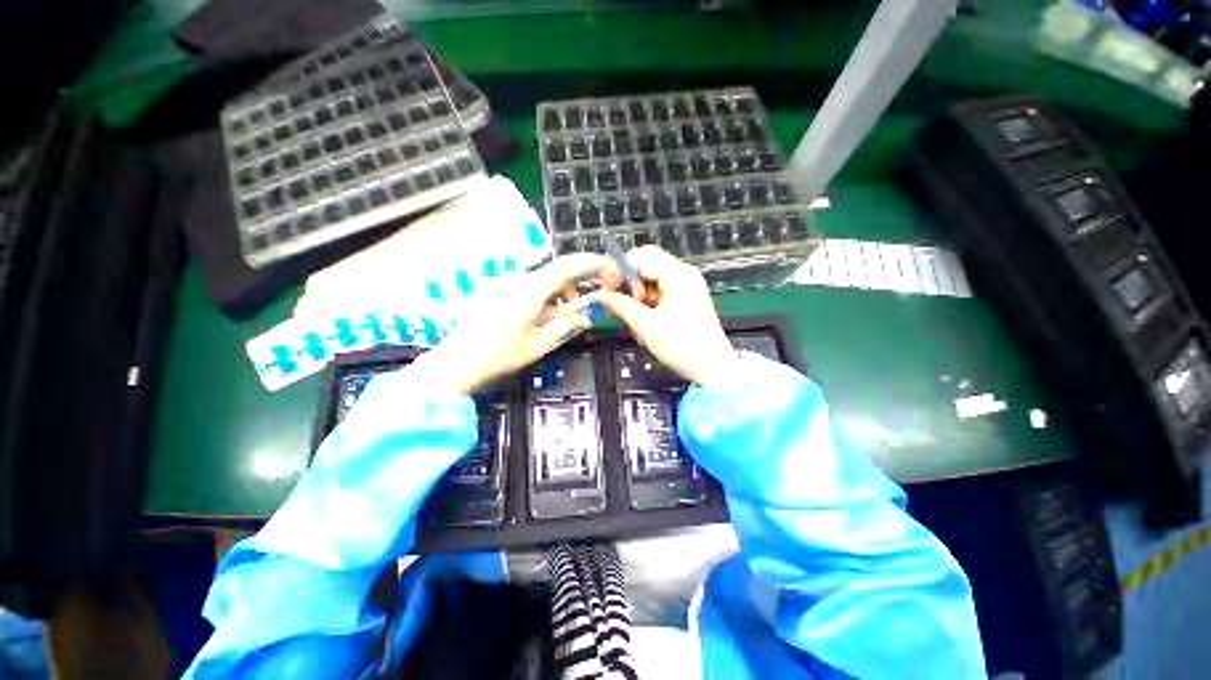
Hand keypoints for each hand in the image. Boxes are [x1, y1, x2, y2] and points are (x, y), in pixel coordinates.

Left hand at [413, 253, 609, 393]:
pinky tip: (537, 315)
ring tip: (556, 317)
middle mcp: (517, 279)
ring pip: (541, 279)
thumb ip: (564, 326)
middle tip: (577, 307)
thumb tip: (585, 319)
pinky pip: (527, 284)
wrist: (457, 360)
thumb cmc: (500, 354)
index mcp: (530, 291)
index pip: (566, 267)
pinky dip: (541, 296)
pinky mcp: (497, 288)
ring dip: (556, 293)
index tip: (607, 267)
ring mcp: (504, 282)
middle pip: (555, 271)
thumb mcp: (538, 344)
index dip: (590, 263)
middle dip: (572, 285)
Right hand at [593, 246, 738, 385]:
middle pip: (648, 263)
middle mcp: (684, 274)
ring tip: (625, 309)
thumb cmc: (681, 346)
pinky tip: (640, 314)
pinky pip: (661, 289)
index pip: (642, 257)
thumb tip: (600, 295)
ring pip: (653, 277)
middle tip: (610, 295)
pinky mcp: (687, 298)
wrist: (713, 368)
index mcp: (678, 275)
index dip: (619, 268)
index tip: (603, 285)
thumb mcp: (646, 326)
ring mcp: (687, 286)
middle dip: (626, 277)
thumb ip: (621, 306)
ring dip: (636, 290)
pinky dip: (647, 298)